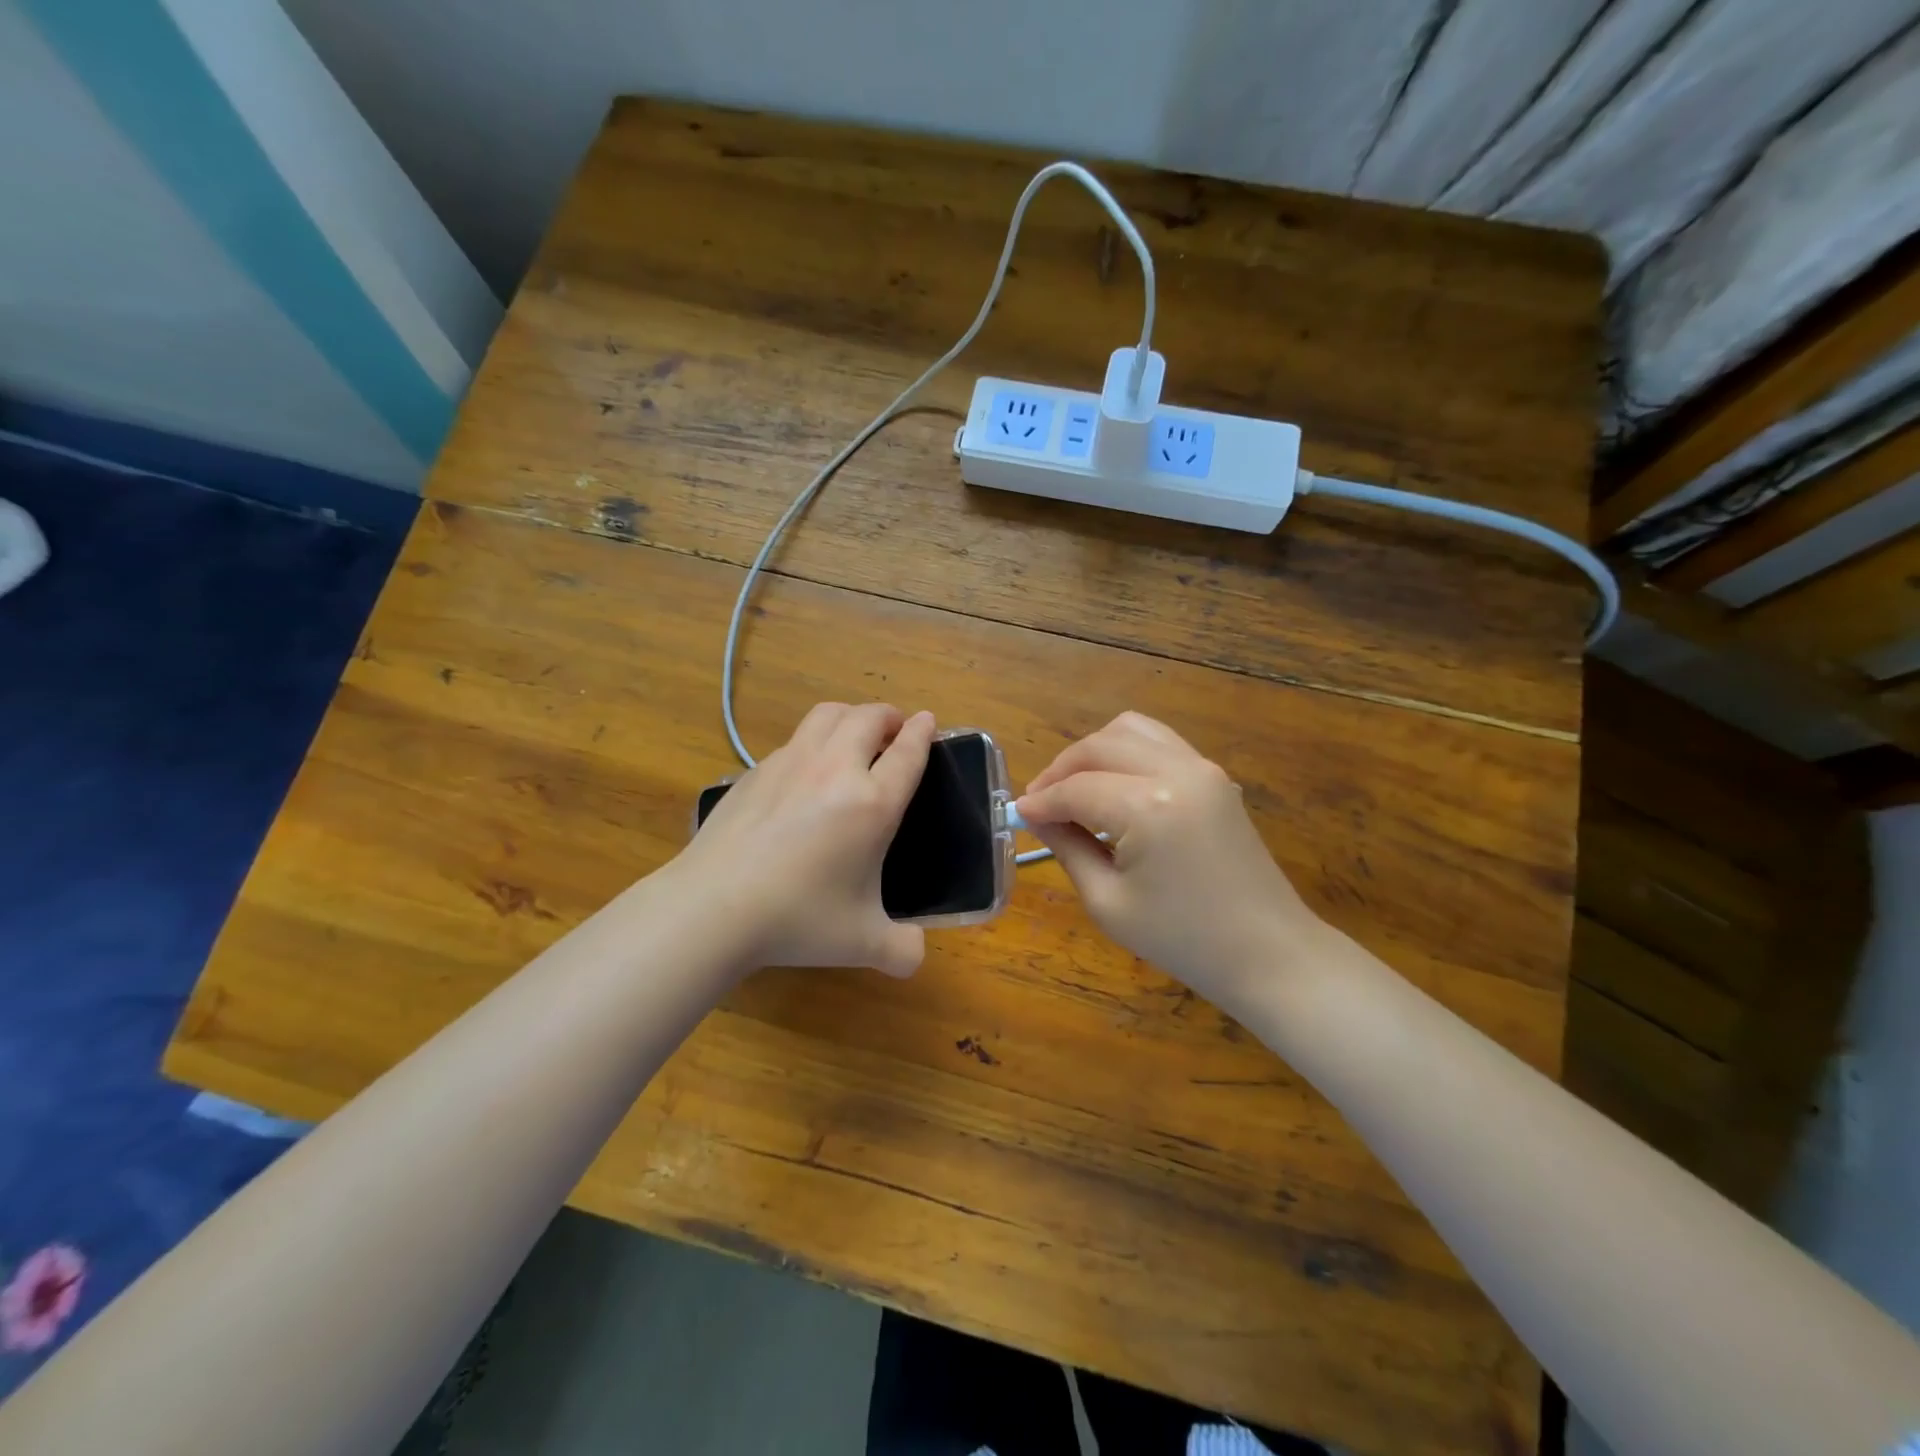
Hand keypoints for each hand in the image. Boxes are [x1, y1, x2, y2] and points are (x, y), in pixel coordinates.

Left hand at [678, 703, 935, 976]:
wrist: (714, 906)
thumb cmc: (798, 919)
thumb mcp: (862, 943)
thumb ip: (901, 949)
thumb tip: (915, 955)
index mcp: (872, 803)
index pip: (908, 752)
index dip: (923, 732)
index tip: (929, 720)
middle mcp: (835, 769)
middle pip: (869, 718)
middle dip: (889, 716)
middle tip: (895, 730)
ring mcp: (791, 763)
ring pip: (828, 715)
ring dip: (851, 716)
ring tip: (855, 734)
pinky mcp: (756, 770)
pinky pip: (795, 740)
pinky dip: (814, 741)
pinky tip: (806, 771)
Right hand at [1017, 712, 1325, 1010]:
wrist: (1267, 952)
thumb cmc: (1183, 940)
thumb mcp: (1109, 903)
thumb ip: (1068, 848)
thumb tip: (1037, 818)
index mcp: (1148, 807)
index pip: (1076, 789)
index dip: (1041, 801)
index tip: (1017, 815)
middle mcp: (1176, 772)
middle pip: (1099, 745)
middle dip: (1061, 769)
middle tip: (1040, 802)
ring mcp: (1202, 768)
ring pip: (1130, 730)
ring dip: (1093, 752)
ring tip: (1074, 787)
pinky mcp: (1215, 776)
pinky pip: (1159, 743)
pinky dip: (1126, 752)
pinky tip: (1113, 785)